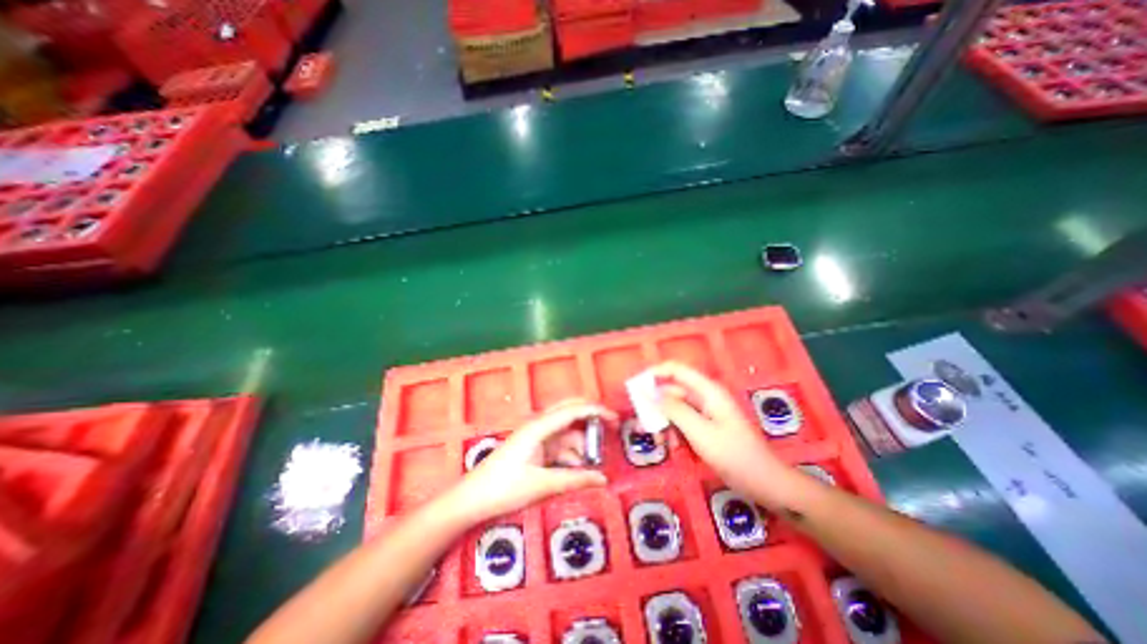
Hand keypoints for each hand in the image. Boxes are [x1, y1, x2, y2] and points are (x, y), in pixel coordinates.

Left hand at [439, 401, 619, 524]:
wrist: (472, 500)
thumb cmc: (504, 488)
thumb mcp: (541, 484)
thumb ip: (573, 479)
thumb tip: (603, 479)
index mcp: (539, 427)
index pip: (572, 411)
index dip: (595, 411)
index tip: (614, 418)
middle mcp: (539, 427)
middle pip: (568, 412)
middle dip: (589, 416)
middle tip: (609, 426)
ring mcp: (536, 438)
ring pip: (565, 432)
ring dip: (581, 443)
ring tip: (596, 461)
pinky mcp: (534, 450)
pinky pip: (558, 446)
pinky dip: (571, 455)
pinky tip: (579, 469)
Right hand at [645, 366, 798, 504]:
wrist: (765, 483)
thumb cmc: (734, 455)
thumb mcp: (699, 432)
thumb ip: (674, 410)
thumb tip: (650, 393)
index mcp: (707, 390)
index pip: (676, 369)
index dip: (655, 373)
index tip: (636, 387)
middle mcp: (706, 396)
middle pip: (673, 389)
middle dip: (655, 402)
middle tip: (640, 419)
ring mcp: (707, 412)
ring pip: (676, 407)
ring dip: (663, 419)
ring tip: (654, 437)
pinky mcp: (707, 426)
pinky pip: (683, 421)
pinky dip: (673, 429)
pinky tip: (668, 443)